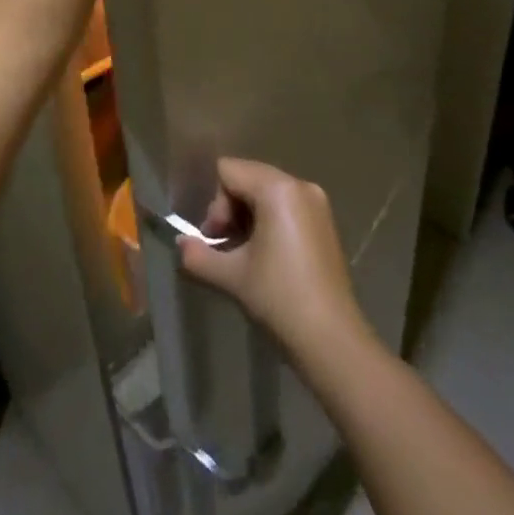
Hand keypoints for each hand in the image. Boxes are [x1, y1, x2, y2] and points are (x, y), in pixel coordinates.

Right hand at [180, 158, 370, 364]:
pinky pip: (286, 207)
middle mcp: (300, 186)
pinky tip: (266, 258)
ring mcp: (317, 204)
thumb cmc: (279, 299)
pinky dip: (269, 223)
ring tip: (244, 256)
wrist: (333, 342)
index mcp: (277, 189)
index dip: (215, 204)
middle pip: (248, 178)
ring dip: (248, 218)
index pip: (228, 171)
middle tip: (226, 248)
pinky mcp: (325, 224)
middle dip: (230, 210)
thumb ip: (198, 255)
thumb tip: (180, 244)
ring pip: (266, 193)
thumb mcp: (231, 276)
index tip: (216, 239)